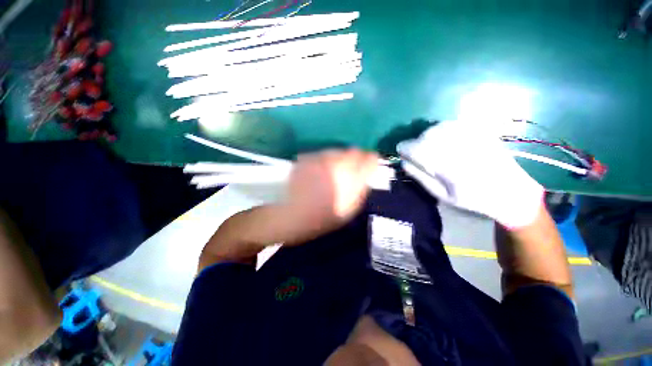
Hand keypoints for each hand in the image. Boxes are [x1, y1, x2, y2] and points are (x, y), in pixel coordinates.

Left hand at [282, 149, 378, 243]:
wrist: (290, 215)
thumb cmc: (321, 218)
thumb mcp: (349, 210)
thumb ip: (360, 189)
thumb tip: (366, 176)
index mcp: (350, 177)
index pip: (369, 159)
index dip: (371, 161)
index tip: (370, 166)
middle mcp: (337, 162)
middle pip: (354, 151)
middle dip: (356, 160)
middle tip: (350, 171)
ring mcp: (320, 158)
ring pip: (338, 152)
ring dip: (340, 160)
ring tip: (332, 173)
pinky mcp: (307, 157)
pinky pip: (323, 155)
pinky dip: (325, 161)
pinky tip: (319, 173)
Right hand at [397, 121, 543, 228]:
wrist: (512, 192)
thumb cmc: (473, 198)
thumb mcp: (442, 195)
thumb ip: (421, 178)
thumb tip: (404, 163)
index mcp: (448, 167)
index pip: (417, 150)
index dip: (405, 148)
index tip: (400, 150)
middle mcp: (459, 148)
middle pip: (426, 136)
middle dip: (415, 142)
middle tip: (414, 151)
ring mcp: (471, 138)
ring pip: (439, 127)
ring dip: (427, 135)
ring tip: (427, 144)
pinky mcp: (480, 132)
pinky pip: (454, 124)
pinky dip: (441, 128)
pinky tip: (442, 136)